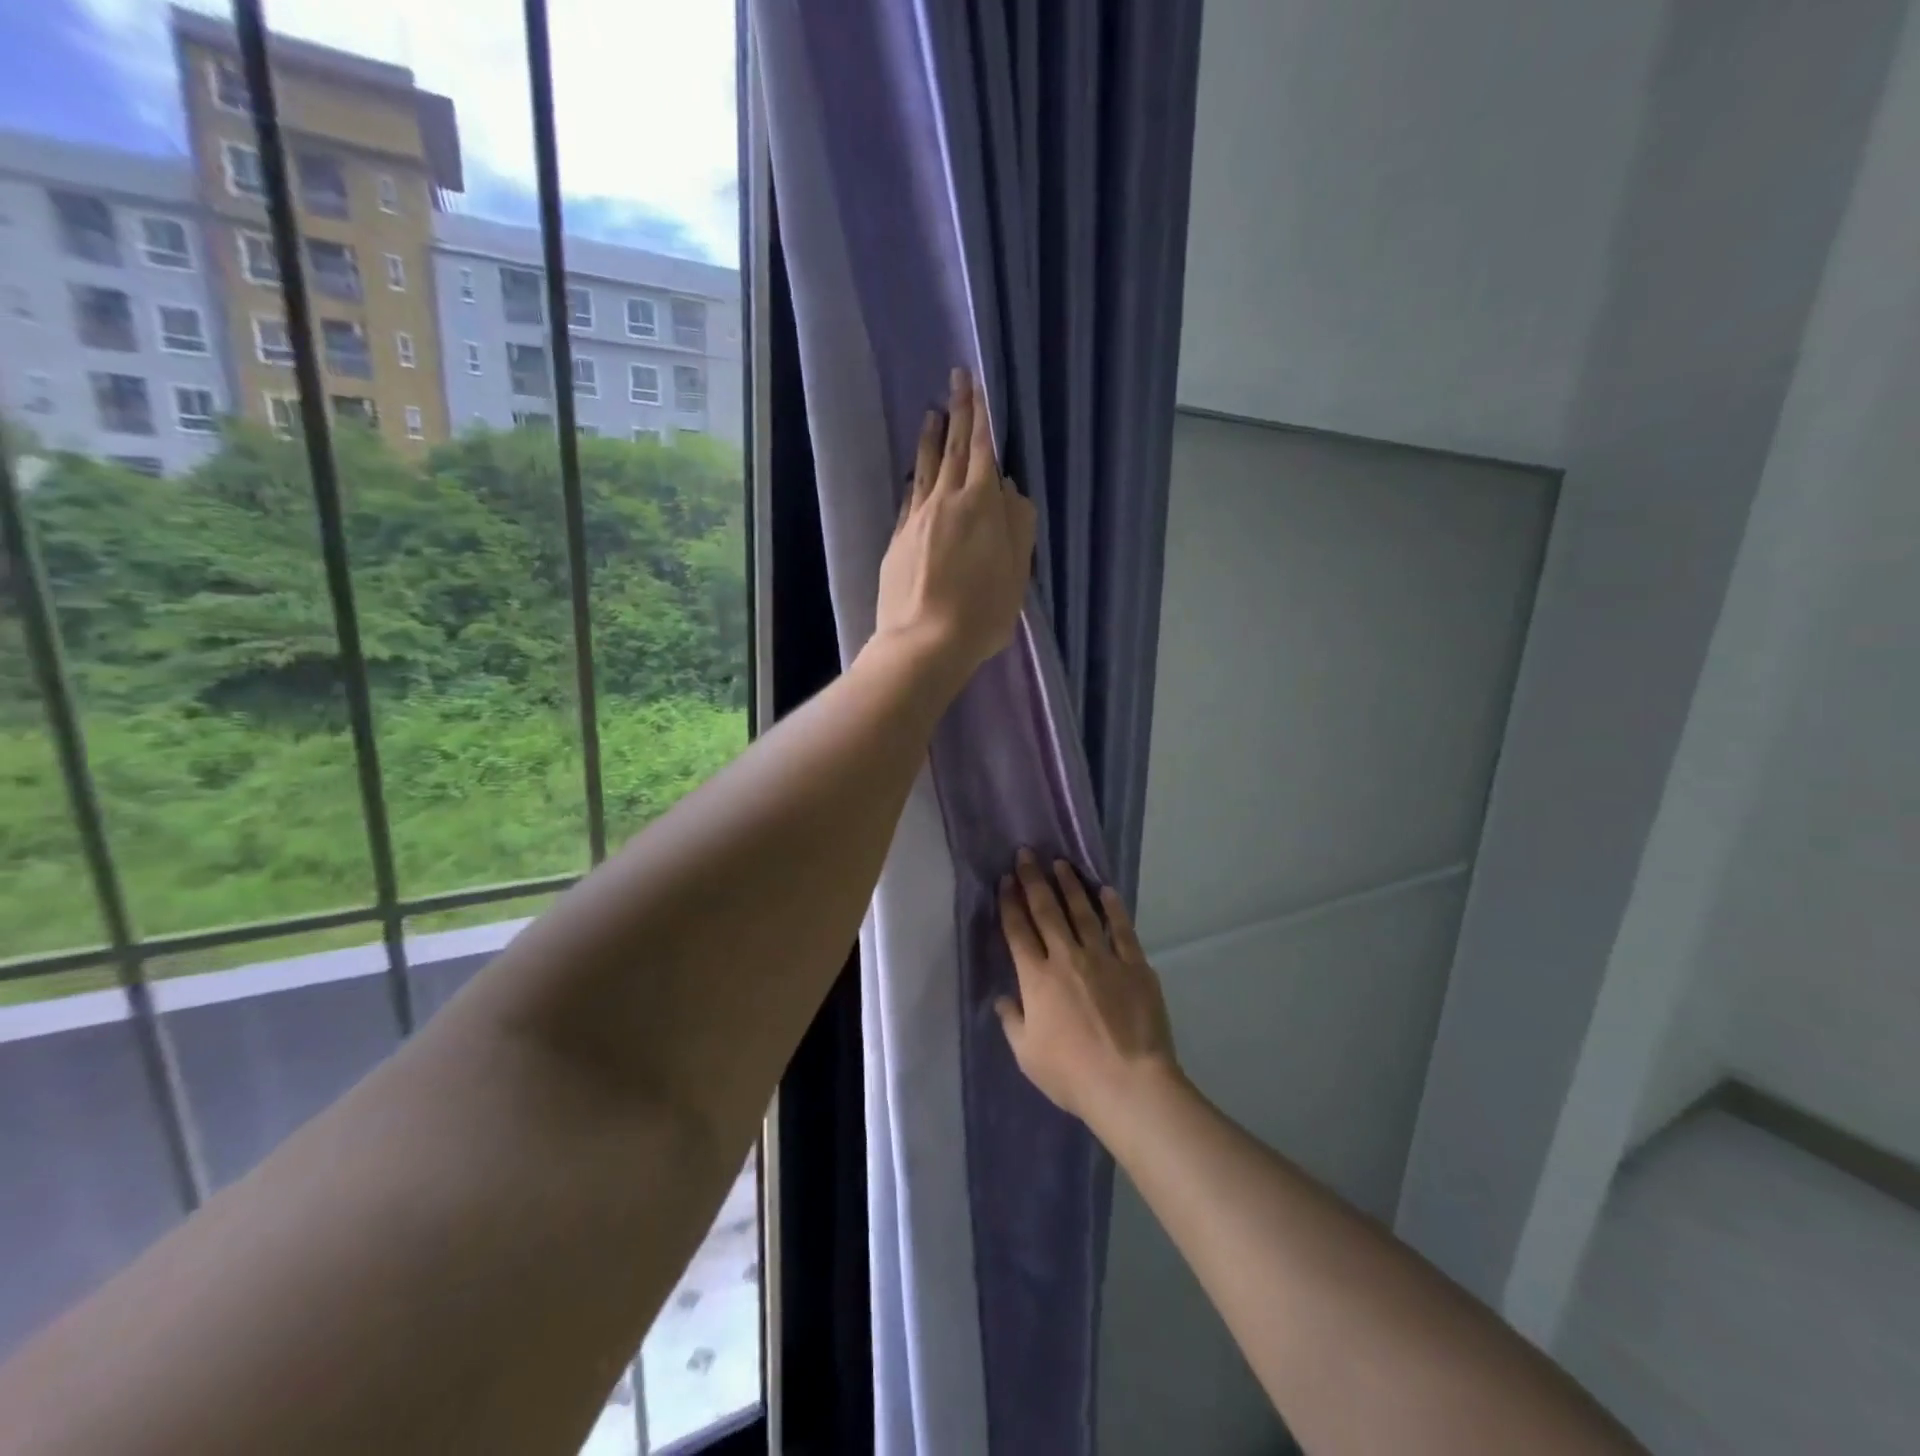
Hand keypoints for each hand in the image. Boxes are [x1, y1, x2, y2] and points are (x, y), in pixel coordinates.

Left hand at [874, 367, 1036, 680]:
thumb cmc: (982, 612)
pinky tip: (915, 472)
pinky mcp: (898, 540)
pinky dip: (915, 478)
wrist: (925, 642)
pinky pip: (909, 497)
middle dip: (957, 412)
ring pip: (925, 469)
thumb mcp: (1017, 574)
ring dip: (930, 438)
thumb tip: (1010, 490)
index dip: (981, 416)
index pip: (982, 450)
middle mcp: (947, 502)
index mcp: (982, 506)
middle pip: (952, 450)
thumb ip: (1018, 527)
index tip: (977, 385)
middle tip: (956, 378)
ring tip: (931, 413)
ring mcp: (917, 520)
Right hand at [996, 851, 1179, 1131]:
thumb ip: (1012, 1021)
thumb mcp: (1027, 1054)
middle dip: (1033, 880)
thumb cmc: (1071, 1074)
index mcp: (1036, 979)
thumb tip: (1003, 999)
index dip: (1009, 903)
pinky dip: (1112, 907)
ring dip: (1069, 885)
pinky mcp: (1134, 965)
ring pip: (1082, 912)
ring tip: (1060, 863)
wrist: (1128, 1083)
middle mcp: (1066, 958)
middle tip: (1027, 854)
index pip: (1018, 931)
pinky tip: (1105, 889)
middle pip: (1046, 911)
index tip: (1005, 880)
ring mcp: (1103, 958)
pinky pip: (1121, 929)